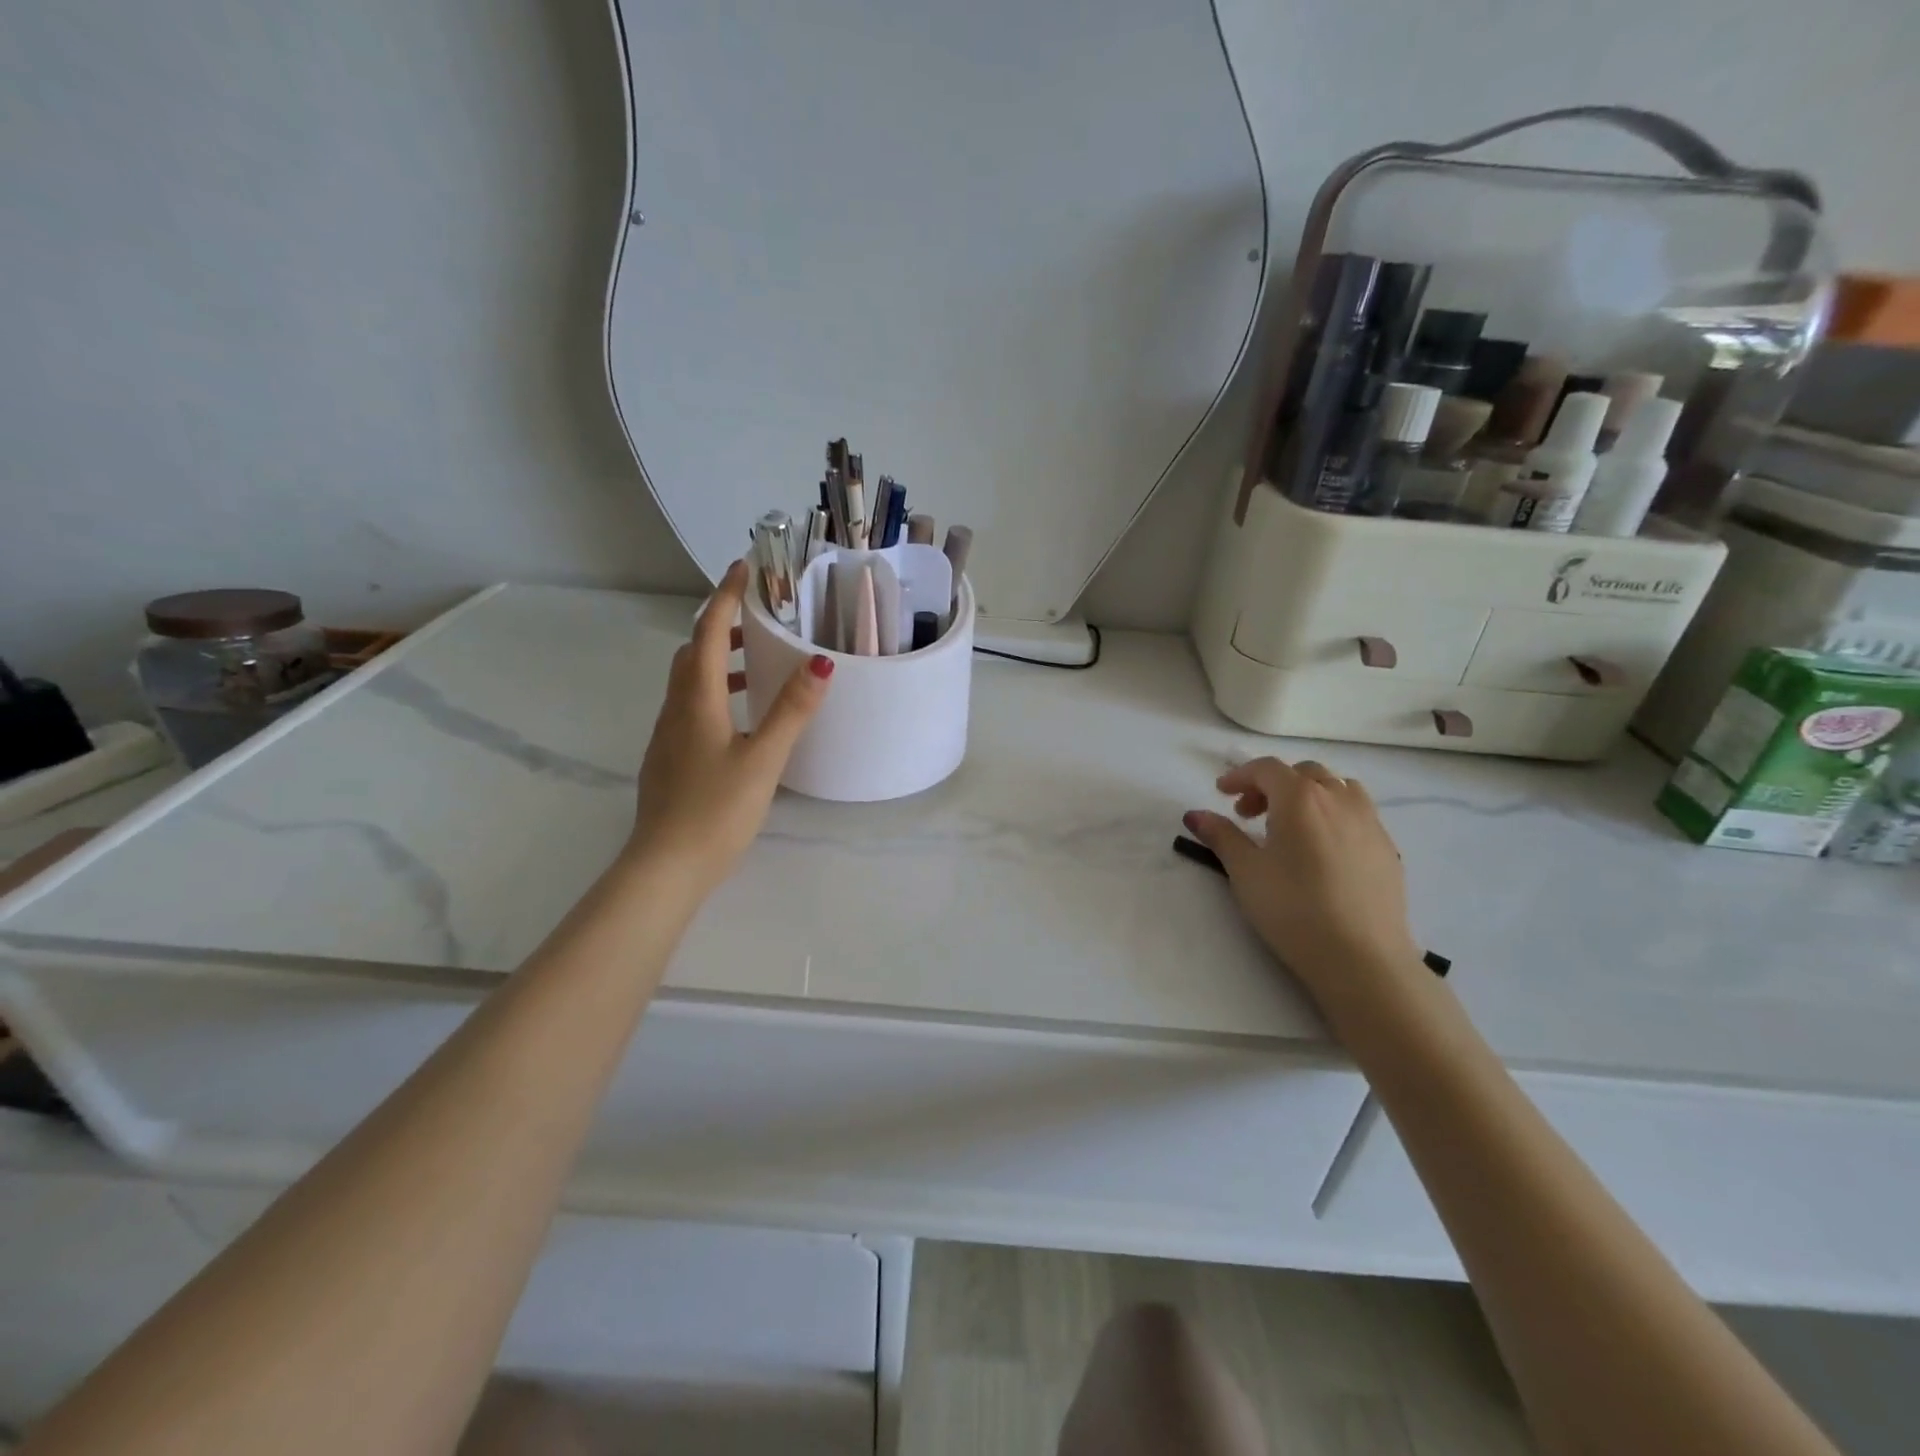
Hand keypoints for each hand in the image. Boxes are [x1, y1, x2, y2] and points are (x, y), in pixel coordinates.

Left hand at [629, 560, 832, 891]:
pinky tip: (739, 721)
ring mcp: (667, 737)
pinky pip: (690, 709)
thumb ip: (791, 711)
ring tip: (755, 665)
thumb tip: (820, 663)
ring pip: (688, 683)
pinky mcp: (668, 761)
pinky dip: (713, 695)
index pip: (706, 633)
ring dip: (716, 663)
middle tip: (756, 618)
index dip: (725, 598)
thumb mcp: (763, 758)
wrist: (666, 867)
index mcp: (696, 701)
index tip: (743, 567)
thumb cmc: (716, 809)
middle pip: (691, 654)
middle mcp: (675, 711)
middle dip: (719, 627)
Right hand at [1183, 758, 1421, 1007]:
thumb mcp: (1245, 872)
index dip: (1240, 775)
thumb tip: (1195, 814)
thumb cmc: (1293, 909)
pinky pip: (1357, 812)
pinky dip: (1333, 814)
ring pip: (1337, 787)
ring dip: (1308, 794)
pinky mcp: (1387, 848)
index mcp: (1300, 798)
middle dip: (1272, 785)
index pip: (1267, 769)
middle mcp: (1338, 799)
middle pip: (1302, 773)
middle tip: (1249, 814)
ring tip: (1290, 825)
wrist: (1362, 958)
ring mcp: (1369, 822)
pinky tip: (1322, 850)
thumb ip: (1221, 836)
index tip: (1221, 794)